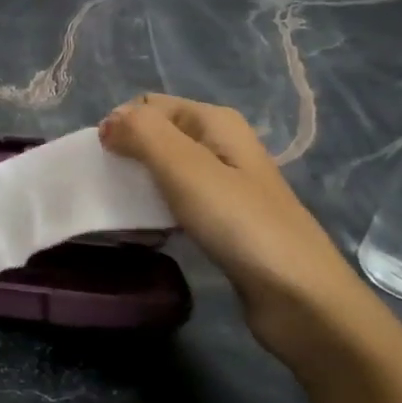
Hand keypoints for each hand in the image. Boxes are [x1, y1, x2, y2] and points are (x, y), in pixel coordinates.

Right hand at [100, 94, 385, 362]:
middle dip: (126, 156)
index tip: (103, 162)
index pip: (149, 105)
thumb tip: (108, 122)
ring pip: (165, 172)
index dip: (121, 126)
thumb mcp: (185, 167)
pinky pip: (177, 203)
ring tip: (120, 211)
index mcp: (215, 122)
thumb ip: (142, 134)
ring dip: (139, 186)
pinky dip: (157, 212)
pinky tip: (147, 232)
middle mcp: (221, 145)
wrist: (299, 297)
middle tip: (106, 188)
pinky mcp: (223, 221)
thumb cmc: (239, 223)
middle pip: (157, 137)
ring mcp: (225, 185)